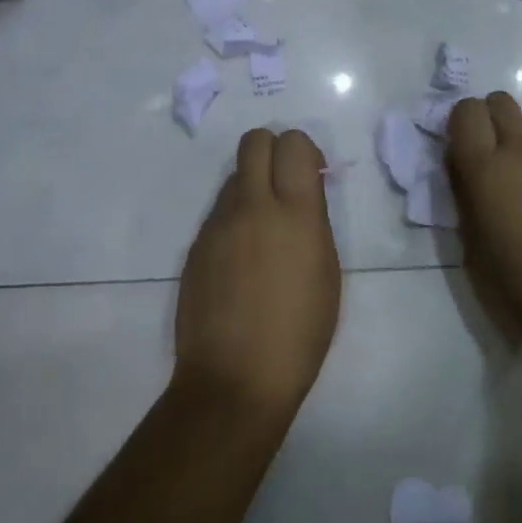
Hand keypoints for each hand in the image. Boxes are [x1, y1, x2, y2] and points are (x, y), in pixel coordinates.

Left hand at [173, 129, 341, 423]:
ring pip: (234, 176)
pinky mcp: (195, 246)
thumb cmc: (298, 334)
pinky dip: (233, 219)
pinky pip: (218, 212)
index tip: (310, 175)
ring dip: (252, 187)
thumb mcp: (326, 272)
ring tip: (262, 231)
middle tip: (284, 184)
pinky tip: (241, 261)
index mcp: (294, 213)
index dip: (303, 150)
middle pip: (254, 141)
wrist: (234, 382)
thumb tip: (304, 193)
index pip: (292, 142)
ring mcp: (218, 225)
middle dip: (272, 150)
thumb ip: (314, 220)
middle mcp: (253, 207)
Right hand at [446, 92, 521, 345]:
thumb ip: (466, 196)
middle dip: (492, 120)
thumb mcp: (473, 246)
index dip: (463, 123)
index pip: (466, 111)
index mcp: (486, 169)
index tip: (465, 148)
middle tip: (496, 160)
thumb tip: (465, 170)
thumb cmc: (521, 285)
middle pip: (501, 103)